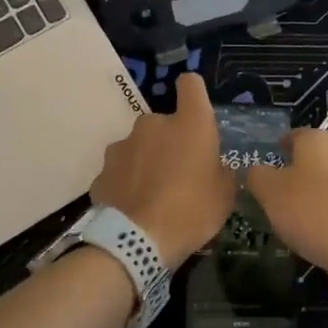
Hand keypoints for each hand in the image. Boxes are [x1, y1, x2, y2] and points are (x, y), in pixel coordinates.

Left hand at [90, 73, 236, 265]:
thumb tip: (216, 168)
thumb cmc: (192, 211)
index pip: (191, 84)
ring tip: (154, 195)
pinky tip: (134, 208)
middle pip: (164, 123)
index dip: (194, 93)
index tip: (196, 110)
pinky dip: (127, 183)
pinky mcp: (102, 171)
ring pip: (140, 147)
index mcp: (190, 123)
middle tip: (179, 174)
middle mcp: (152, 124)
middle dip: (170, 142)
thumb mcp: (225, 195)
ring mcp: (122, 146)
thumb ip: (222, 172)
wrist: (136, 243)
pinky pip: (121, 172)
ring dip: (147, 161)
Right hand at [245, 128, 327, 279]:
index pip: (297, 135)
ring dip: (327, 191)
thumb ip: (258, 177)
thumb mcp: (270, 194)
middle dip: (307, 170)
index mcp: (320, 141)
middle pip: (322, 156)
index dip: (284, 146)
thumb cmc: (313, 213)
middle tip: (288, 191)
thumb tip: (254, 170)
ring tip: (309, 215)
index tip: (275, 158)